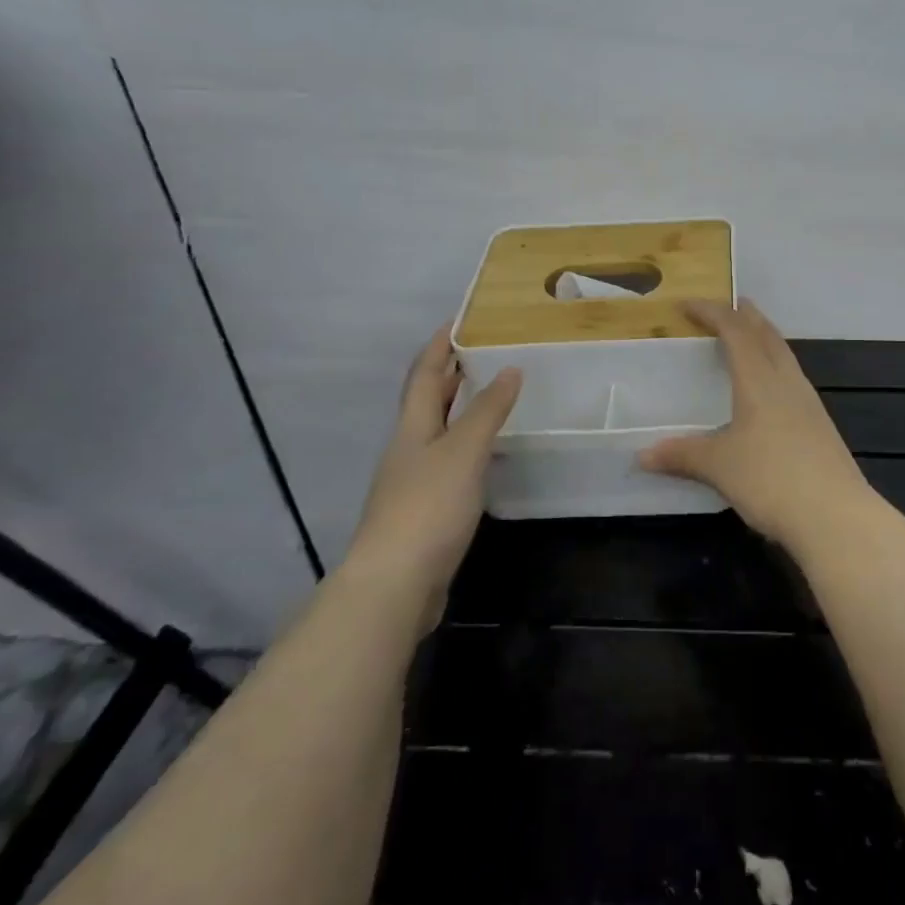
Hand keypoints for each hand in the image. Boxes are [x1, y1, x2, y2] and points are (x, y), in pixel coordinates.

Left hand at [348, 327, 520, 628]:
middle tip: (485, 351)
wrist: (394, 584)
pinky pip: (450, 462)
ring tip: (493, 394)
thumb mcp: (463, 451)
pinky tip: (488, 453)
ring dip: (461, 409)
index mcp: (413, 427)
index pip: (425, 374)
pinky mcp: (426, 510)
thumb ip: (487, 411)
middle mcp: (409, 447)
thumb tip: (510, 369)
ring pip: (439, 431)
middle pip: (428, 401)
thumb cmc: (428, 506)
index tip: (459, 320)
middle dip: (451, 374)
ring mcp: (414, 480)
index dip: (440, 346)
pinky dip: (468, 446)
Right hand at [638, 298, 876, 552]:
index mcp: (759, 380)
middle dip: (747, 316)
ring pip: (784, 356)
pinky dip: (776, 367)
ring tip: (750, 338)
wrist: (836, 516)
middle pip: (767, 335)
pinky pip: (793, 379)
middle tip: (731, 304)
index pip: (735, 331)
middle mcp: (787, 382)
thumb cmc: (771, 479)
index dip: (712, 312)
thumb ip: (682, 455)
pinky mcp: (820, 426)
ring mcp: (808, 403)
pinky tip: (771, 389)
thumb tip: (641, 456)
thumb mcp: (719, 466)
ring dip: (765, 339)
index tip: (687, 304)